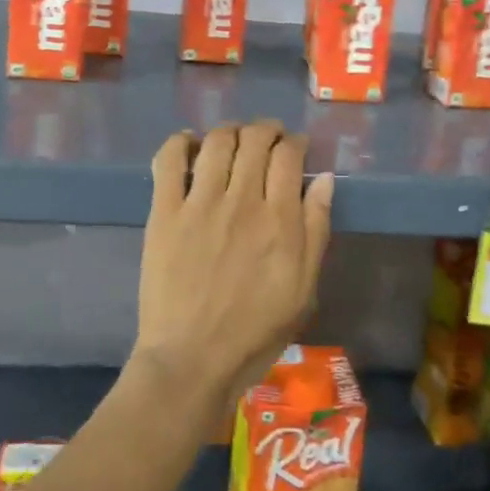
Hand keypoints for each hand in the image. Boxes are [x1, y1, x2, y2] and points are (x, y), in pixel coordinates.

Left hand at [133, 121, 333, 413]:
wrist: (192, 360)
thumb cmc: (255, 332)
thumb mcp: (304, 289)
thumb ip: (316, 229)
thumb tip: (325, 178)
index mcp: (279, 220)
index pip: (289, 156)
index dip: (295, 142)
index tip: (295, 147)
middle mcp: (241, 201)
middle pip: (255, 140)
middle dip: (266, 130)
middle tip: (268, 138)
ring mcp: (199, 204)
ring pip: (217, 142)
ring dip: (230, 130)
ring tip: (234, 138)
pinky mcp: (164, 212)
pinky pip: (169, 161)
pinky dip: (180, 142)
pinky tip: (189, 143)